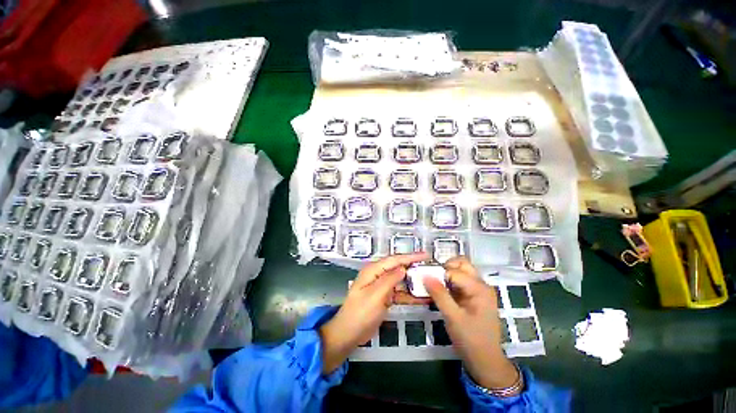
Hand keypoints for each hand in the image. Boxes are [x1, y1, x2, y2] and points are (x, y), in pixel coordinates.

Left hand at [320, 252, 428, 373]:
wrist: (349, 334)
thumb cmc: (360, 313)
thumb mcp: (376, 295)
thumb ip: (390, 280)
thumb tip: (403, 268)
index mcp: (373, 270)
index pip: (394, 260)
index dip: (410, 257)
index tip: (425, 255)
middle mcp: (378, 275)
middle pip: (398, 268)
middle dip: (414, 268)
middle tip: (430, 269)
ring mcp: (381, 287)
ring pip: (401, 281)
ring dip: (413, 282)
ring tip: (430, 283)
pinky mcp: (385, 298)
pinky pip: (399, 293)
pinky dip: (410, 295)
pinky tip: (422, 298)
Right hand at [424, 256, 518, 389]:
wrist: (486, 361)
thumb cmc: (471, 340)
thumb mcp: (453, 317)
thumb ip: (439, 294)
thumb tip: (425, 275)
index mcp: (479, 288)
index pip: (454, 271)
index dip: (438, 273)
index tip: (424, 279)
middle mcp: (481, 284)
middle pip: (461, 264)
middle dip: (444, 267)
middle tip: (431, 278)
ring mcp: (478, 290)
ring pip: (460, 271)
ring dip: (446, 274)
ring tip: (434, 284)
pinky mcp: (473, 296)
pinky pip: (460, 281)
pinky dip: (448, 282)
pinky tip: (440, 291)